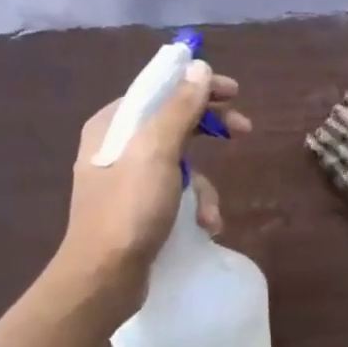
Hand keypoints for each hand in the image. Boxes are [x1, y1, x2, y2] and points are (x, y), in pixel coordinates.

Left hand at [52, 62, 249, 313]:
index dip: (198, 86)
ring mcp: (127, 178)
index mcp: (113, 124)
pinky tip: (203, 225)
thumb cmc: (129, 209)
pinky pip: (175, 191)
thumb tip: (198, 68)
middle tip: (244, 131)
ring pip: (180, 160)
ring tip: (211, 211)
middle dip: (209, 128)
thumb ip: (179, 108)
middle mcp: (117, 145)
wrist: (103, 278)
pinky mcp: (138, 207)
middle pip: (173, 121)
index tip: (234, 93)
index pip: (161, 89)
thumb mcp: (158, 152)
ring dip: (204, 183)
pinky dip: (193, 205)